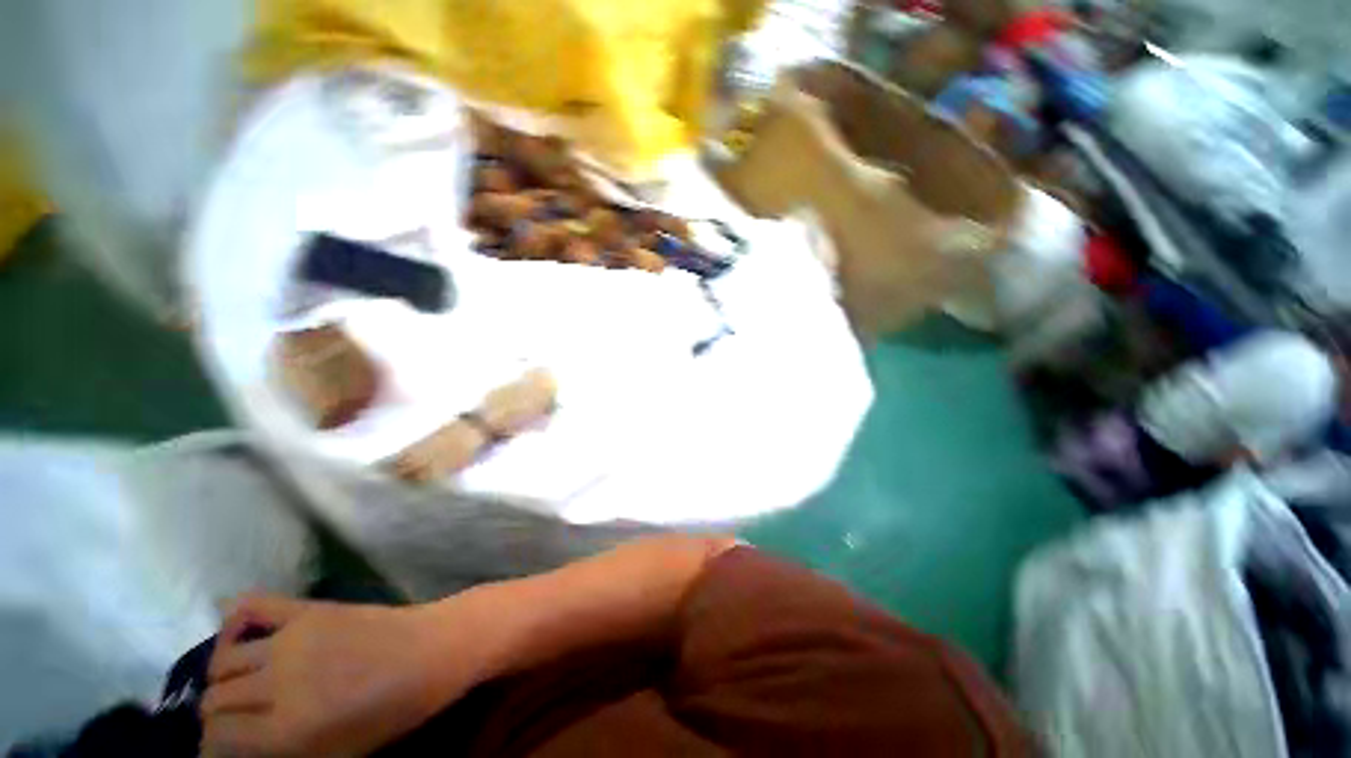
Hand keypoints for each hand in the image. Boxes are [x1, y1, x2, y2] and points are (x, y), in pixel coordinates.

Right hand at [201, 595, 481, 756]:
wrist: (434, 650)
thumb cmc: (393, 711)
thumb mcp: (338, 755)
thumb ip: (282, 757)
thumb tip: (239, 754)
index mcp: (285, 731)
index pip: (216, 741)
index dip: (214, 750)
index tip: (223, 752)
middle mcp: (276, 683)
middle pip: (214, 701)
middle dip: (217, 717)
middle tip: (234, 722)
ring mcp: (290, 640)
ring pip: (221, 661)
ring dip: (221, 678)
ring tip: (239, 686)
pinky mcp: (308, 609)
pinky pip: (252, 605)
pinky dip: (233, 621)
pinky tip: (238, 638)